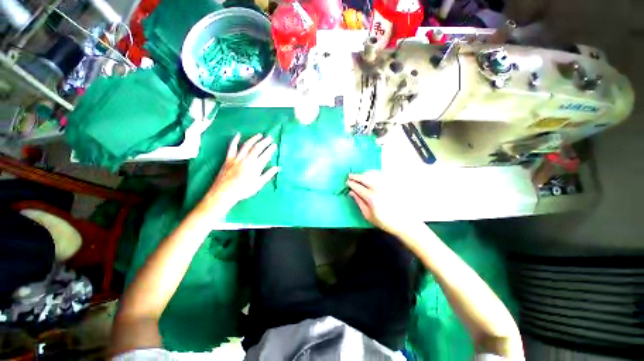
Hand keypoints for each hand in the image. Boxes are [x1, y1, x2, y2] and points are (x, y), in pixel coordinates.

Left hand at [201, 133, 279, 211]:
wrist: (225, 192)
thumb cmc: (244, 190)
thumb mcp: (259, 184)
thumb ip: (268, 174)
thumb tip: (278, 168)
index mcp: (256, 166)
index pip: (266, 155)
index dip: (271, 149)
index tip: (274, 145)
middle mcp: (247, 159)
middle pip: (257, 148)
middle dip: (264, 142)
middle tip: (270, 137)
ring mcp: (237, 158)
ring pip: (247, 145)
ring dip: (254, 139)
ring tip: (259, 135)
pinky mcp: (229, 158)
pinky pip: (232, 147)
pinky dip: (235, 140)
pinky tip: (238, 135)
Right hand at [347, 172, 418, 234]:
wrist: (405, 223)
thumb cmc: (385, 222)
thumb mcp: (368, 216)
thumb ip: (359, 202)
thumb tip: (351, 192)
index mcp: (371, 198)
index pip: (358, 187)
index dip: (351, 184)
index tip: (347, 182)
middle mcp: (379, 189)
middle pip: (364, 178)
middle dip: (355, 176)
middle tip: (350, 176)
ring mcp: (387, 185)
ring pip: (373, 174)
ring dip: (364, 173)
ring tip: (360, 175)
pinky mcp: (394, 184)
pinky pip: (382, 174)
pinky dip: (374, 172)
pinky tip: (371, 174)